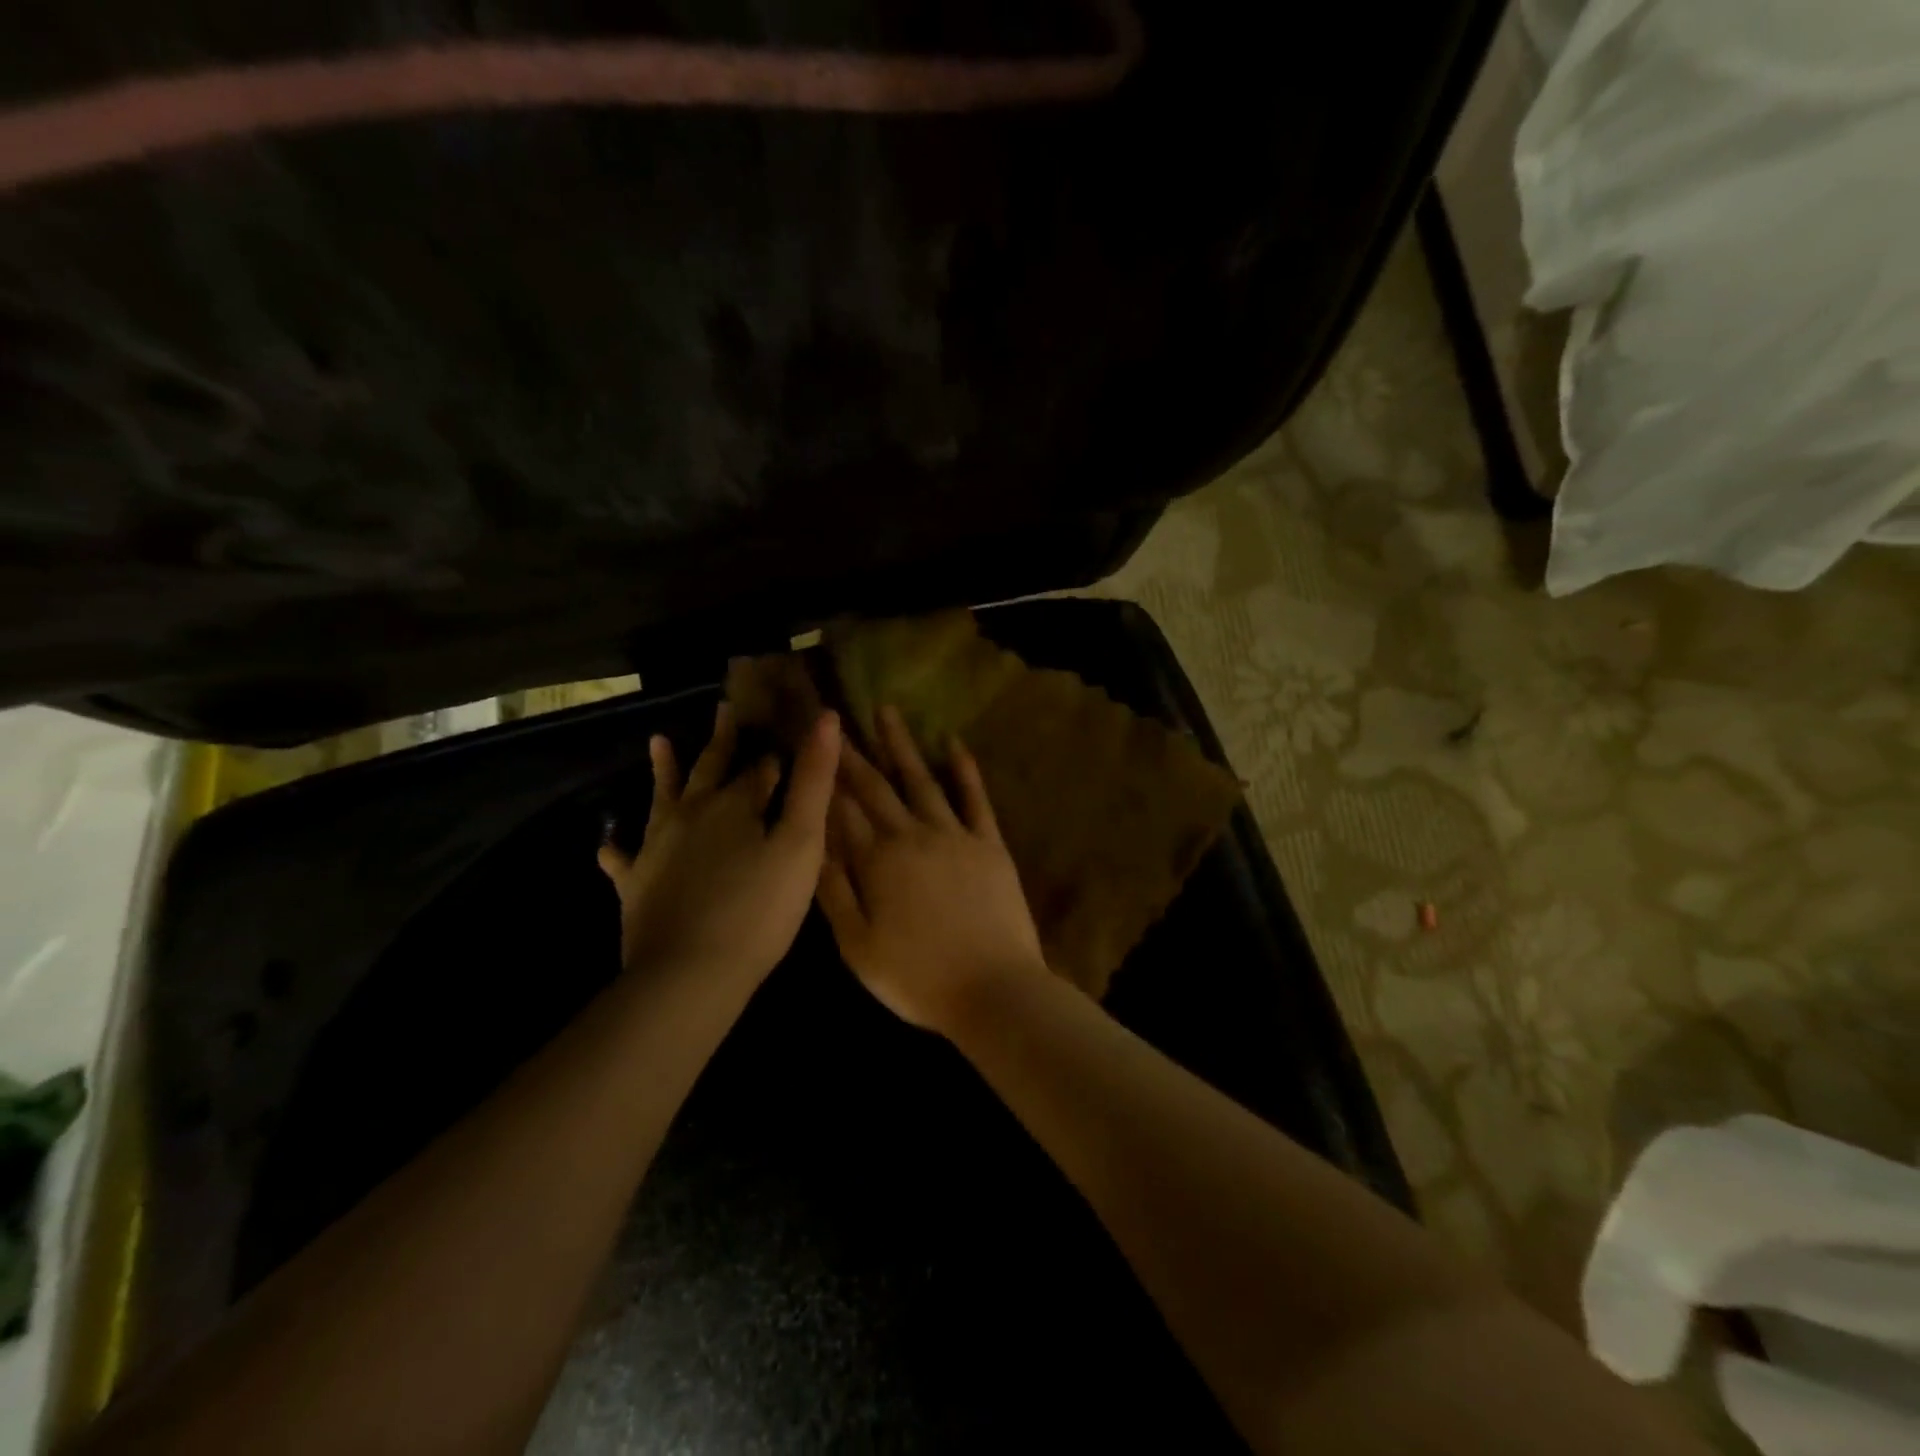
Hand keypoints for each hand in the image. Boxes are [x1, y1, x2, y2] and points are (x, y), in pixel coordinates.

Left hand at [598, 702, 840, 986]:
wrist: (690, 973)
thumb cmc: (759, 909)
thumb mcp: (801, 843)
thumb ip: (814, 781)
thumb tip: (826, 718)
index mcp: (735, 804)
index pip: (760, 768)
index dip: (774, 752)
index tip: (780, 730)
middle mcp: (692, 814)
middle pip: (709, 769)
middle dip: (721, 741)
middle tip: (723, 709)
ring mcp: (657, 848)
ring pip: (661, 798)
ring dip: (663, 771)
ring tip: (659, 742)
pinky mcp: (636, 884)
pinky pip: (624, 859)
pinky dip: (619, 849)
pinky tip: (609, 845)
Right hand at [816, 705, 1046, 1033]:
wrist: (994, 989)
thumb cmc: (917, 978)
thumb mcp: (858, 947)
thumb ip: (835, 892)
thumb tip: (815, 844)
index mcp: (877, 862)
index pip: (843, 810)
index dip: (826, 778)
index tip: (812, 748)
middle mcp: (912, 836)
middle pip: (876, 787)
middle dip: (853, 753)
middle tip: (837, 721)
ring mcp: (955, 835)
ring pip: (921, 780)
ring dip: (902, 745)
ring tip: (886, 711)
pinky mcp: (989, 843)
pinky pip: (975, 798)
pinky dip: (964, 770)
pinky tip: (953, 743)